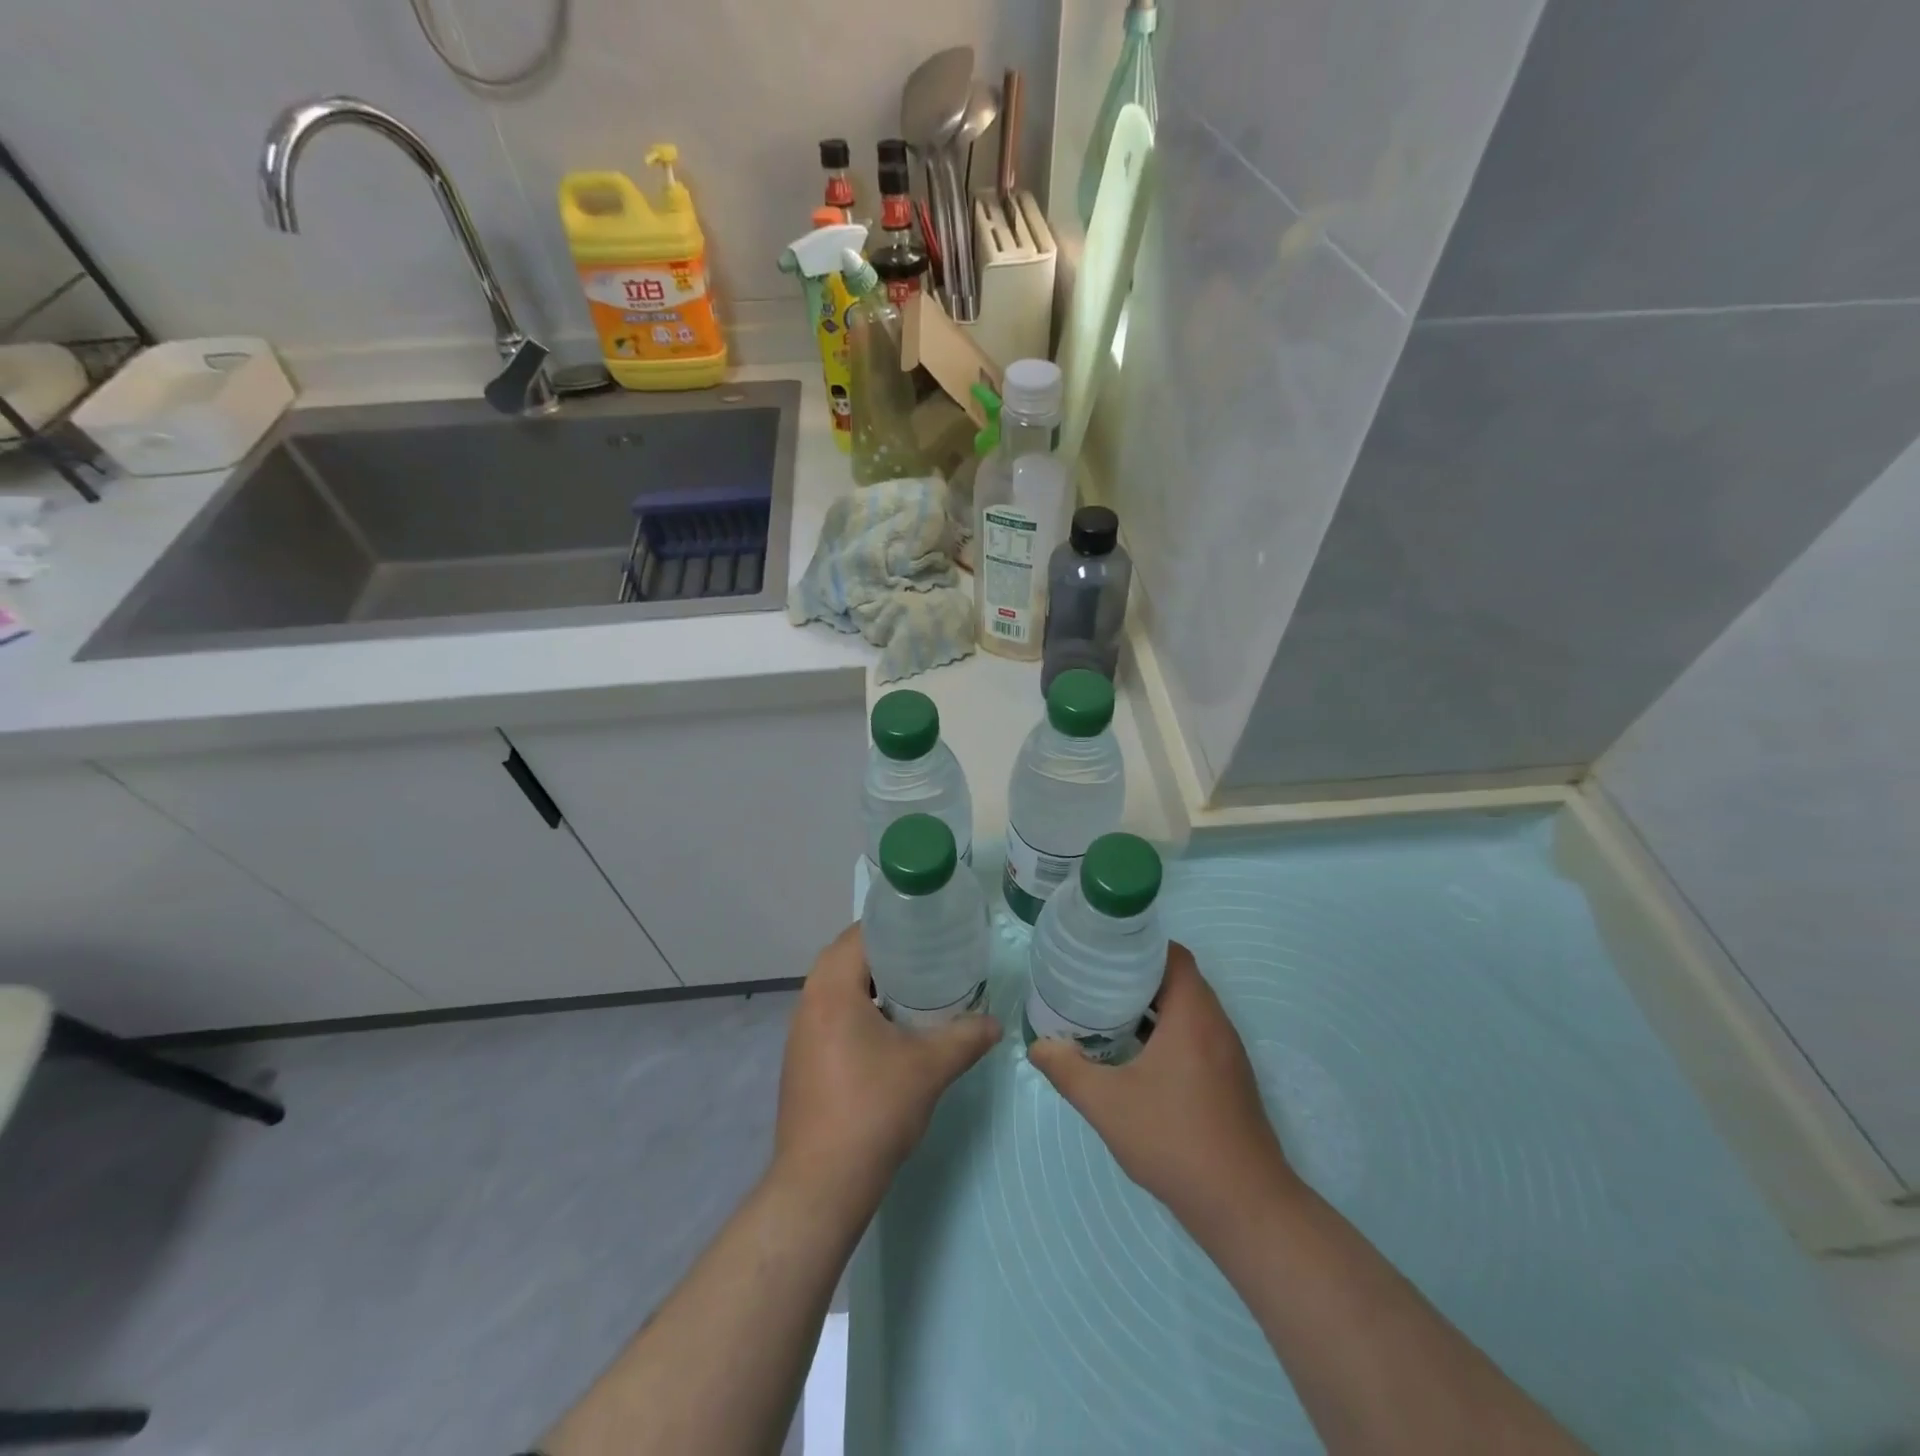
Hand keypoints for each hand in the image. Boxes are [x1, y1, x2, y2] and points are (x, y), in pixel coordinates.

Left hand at [772, 924, 999, 1217]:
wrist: (822, 1184)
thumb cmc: (873, 1110)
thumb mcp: (929, 1068)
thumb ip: (966, 1037)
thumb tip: (995, 1022)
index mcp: (832, 989)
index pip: (859, 933)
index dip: (894, 923)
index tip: (928, 927)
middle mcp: (808, 1002)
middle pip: (846, 956)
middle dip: (886, 952)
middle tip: (927, 955)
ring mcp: (800, 1033)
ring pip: (836, 987)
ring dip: (871, 982)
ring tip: (914, 987)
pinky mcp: (801, 1059)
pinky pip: (831, 1014)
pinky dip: (859, 1008)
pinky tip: (890, 1029)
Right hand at [1028, 942, 1298, 1236]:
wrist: (1244, 1207)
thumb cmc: (1175, 1140)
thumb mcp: (1107, 1104)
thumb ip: (1068, 1070)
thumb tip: (1037, 1046)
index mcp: (1193, 1015)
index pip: (1174, 955)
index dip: (1141, 945)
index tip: (1106, 951)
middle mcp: (1217, 1025)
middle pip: (1180, 979)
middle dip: (1140, 975)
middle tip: (1097, 979)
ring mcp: (1229, 1055)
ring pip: (1190, 1010)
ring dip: (1155, 1006)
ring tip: (1110, 1012)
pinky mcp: (1231, 1080)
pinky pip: (1198, 1036)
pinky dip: (1169, 1032)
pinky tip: (1138, 1056)